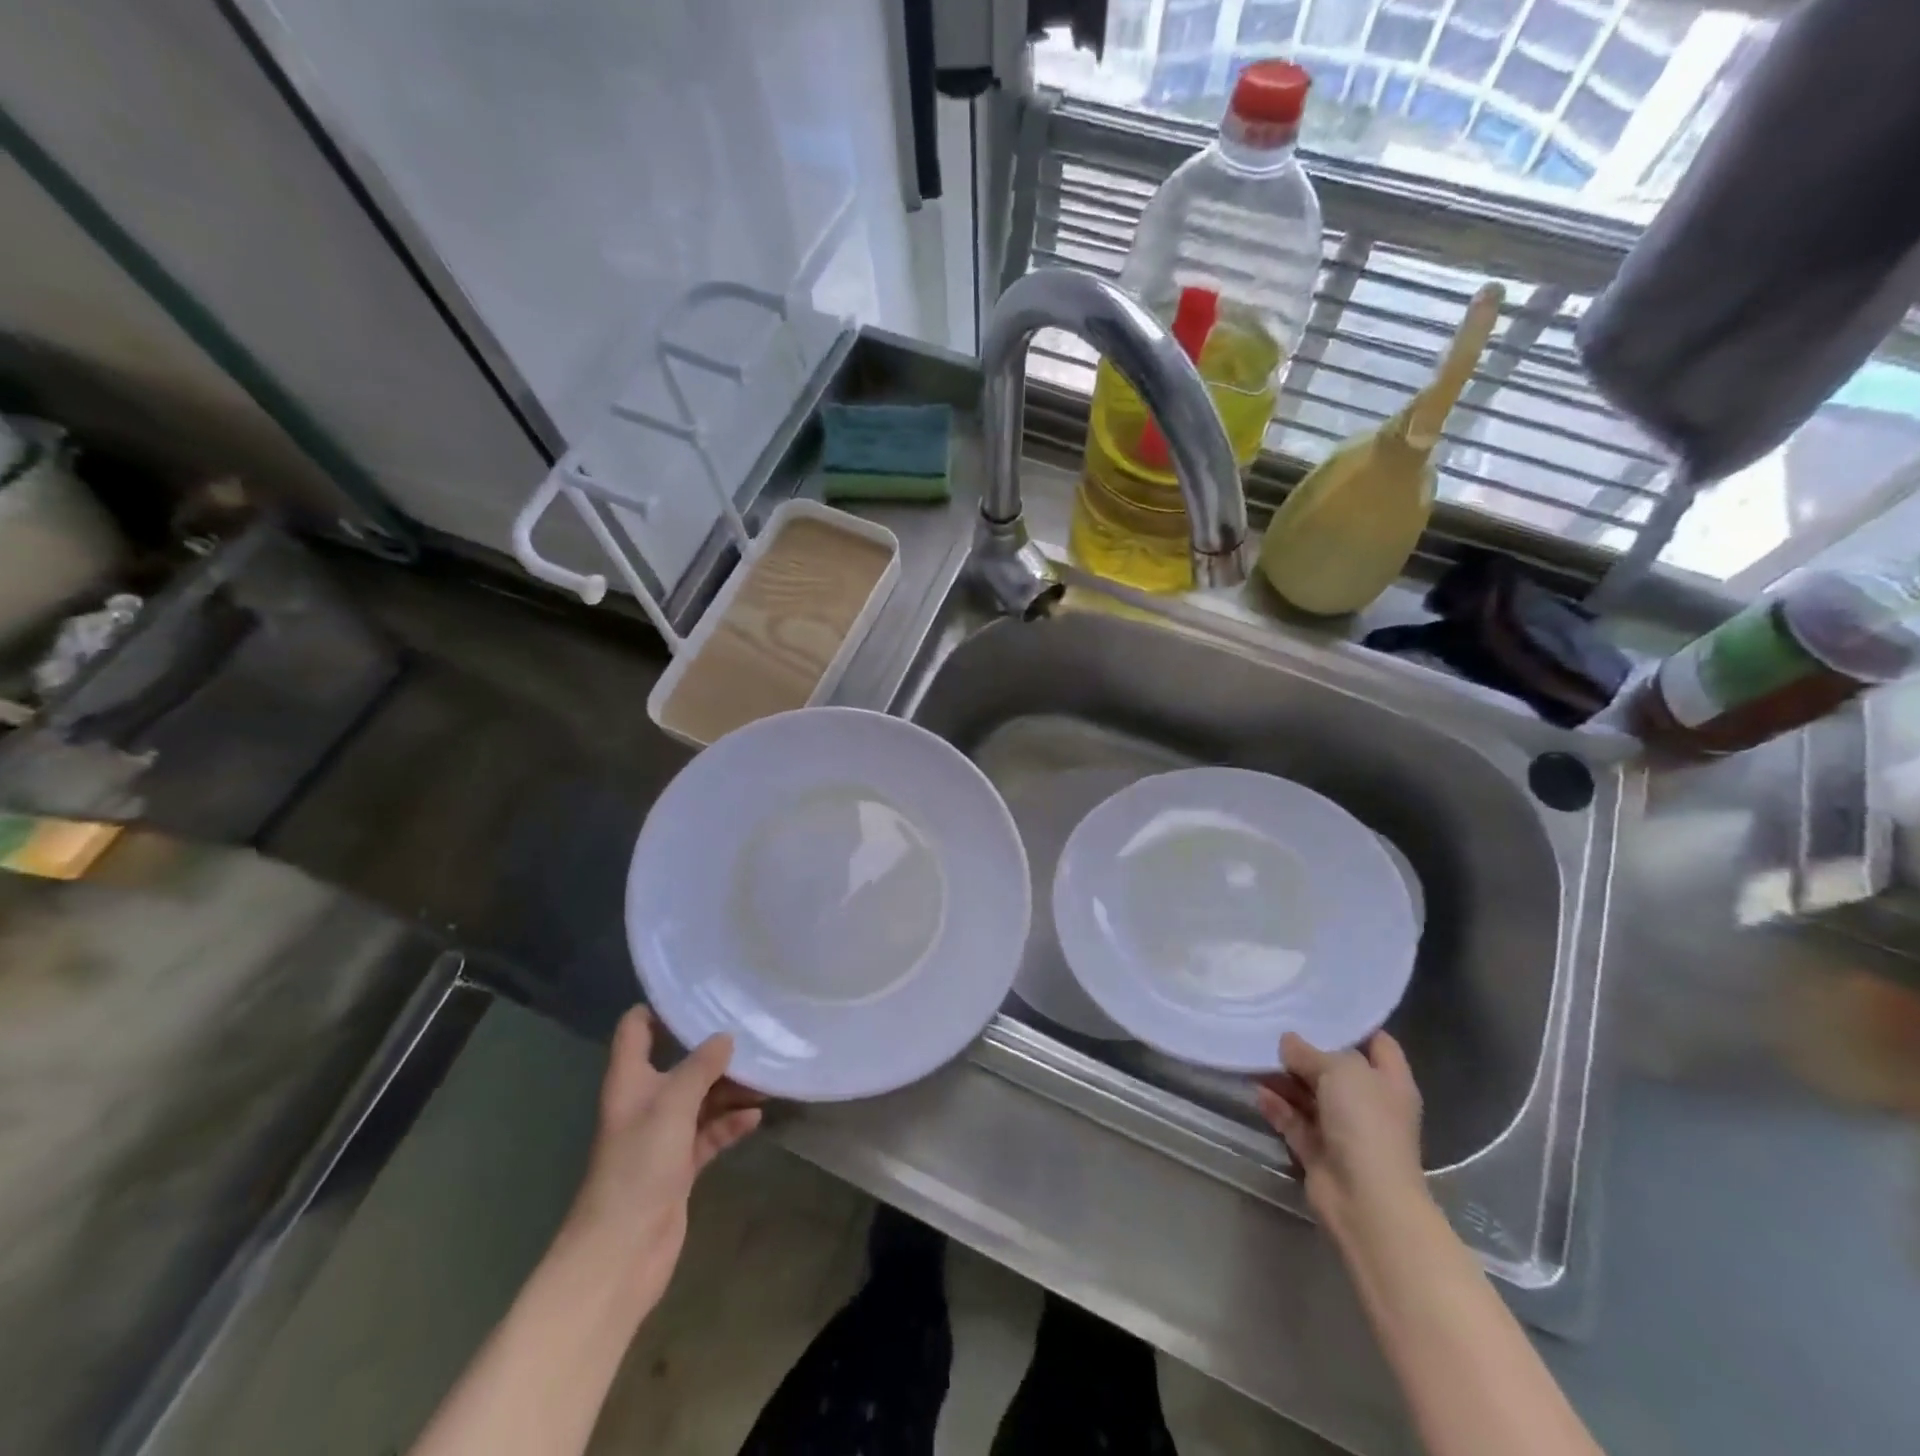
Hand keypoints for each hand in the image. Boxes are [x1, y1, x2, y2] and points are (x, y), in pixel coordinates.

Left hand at [558, 1008, 762, 1315]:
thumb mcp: (672, 1104)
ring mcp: (662, 1136)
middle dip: (713, 1050)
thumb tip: (725, 1037)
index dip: (660, 1007)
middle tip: (753, 1032)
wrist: (621, 1252)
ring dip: (729, 1088)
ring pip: (700, 1098)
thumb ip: (701, 1067)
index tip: (701, 995)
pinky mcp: (679, 1166)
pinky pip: (709, 1133)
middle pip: (679, 1063)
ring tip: (766, 1077)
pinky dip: (730, 1123)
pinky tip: (756, 1117)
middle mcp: (645, 1102)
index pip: (637, 1028)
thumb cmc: (638, 1166)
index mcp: (630, 1080)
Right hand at [1255, 1031, 1425, 1242]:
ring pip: (1310, 1095)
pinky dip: (1277, 1107)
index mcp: (1390, 1082)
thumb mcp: (1340, 1071)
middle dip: (1306, 1051)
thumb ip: (1310, 1052)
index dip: (1352, 1025)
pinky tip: (1256, 1091)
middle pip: (1336, 1069)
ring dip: (1284, 1079)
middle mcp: (1369, 1103)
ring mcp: (1344, 1130)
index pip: (1377, 1043)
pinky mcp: (1319, 1151)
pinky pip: (1294, 1121)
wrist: (1366, 1201)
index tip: (1318, 1006)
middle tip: (1273, 1027)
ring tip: (1254, 1056)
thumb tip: (1288, 1042)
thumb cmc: (1366, 1125)